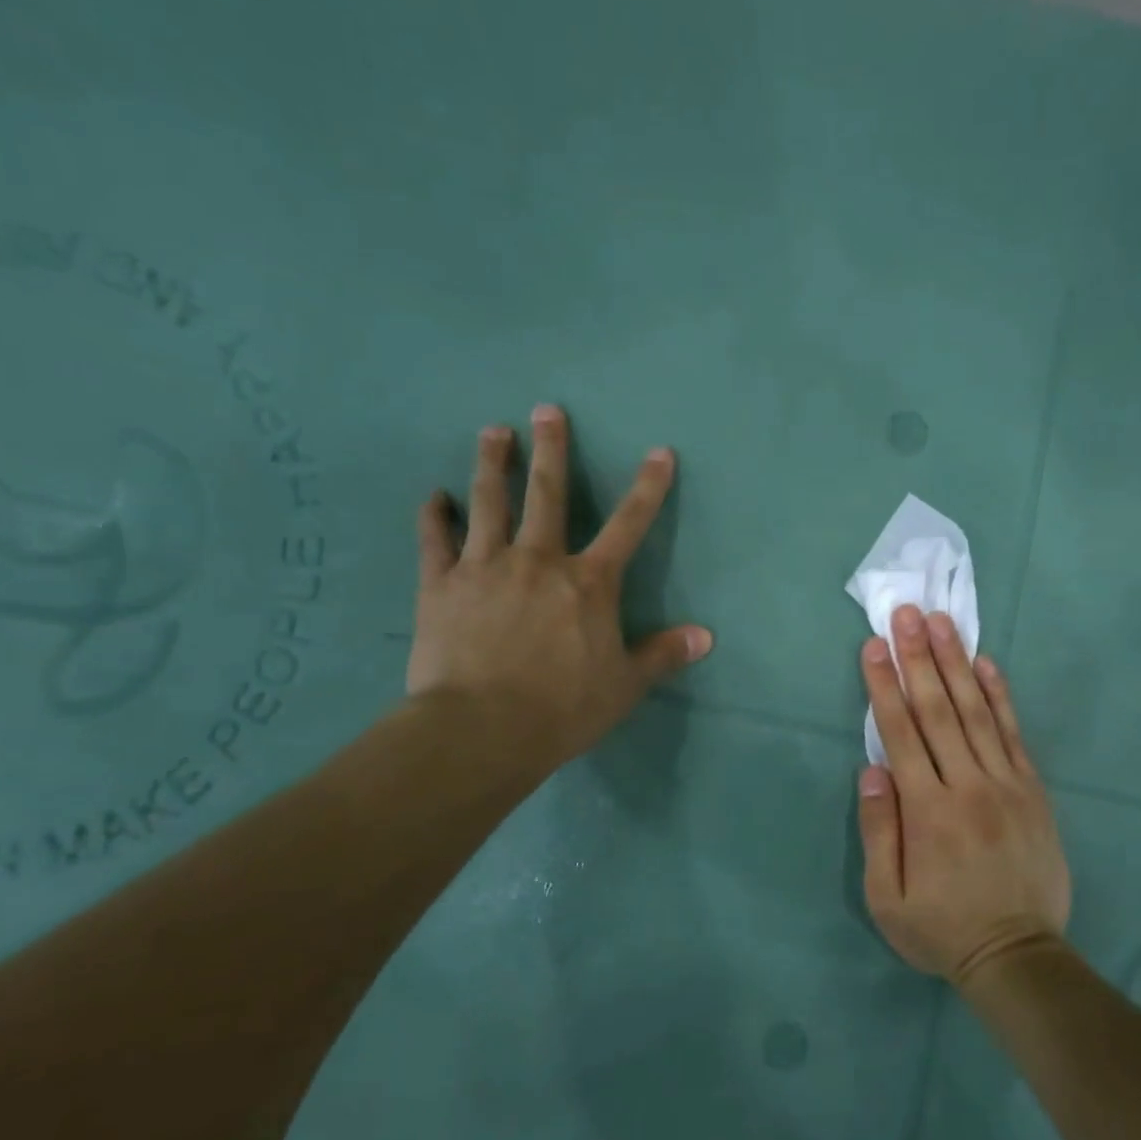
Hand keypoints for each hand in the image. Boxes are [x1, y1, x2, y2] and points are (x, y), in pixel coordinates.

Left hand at [406, 404, 711, 778]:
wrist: (482, 729)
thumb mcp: (625, 685)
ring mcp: (485, 567)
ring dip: (493, 464)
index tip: (659, 452)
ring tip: (493, 432)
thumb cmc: (563, 708)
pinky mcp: (441, 586)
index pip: (628, 525)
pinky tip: (434, 497)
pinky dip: (434, 516)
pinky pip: (435, 541)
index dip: (648, 488)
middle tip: (546, 410)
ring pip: (489, 503)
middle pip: (547, 494)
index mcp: (588, 583)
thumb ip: (663, 654)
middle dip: (551, 450)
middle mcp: (538, 560)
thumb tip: (706, 637)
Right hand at [856, 605, 1071, 984]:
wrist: (1018, 956)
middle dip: (918, 658)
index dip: (885, 686)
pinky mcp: (1032, 790)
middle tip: (907, 614)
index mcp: (926, 811)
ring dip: (956, 663)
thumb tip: (872, 770)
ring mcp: (1005, 784)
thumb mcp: (887, 898)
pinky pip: (1014, 733)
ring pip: (976, 712)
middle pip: (938, 710)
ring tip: (942, 623)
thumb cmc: (942, 929)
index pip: (900, 734)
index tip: (874, 646)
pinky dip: (999, 696)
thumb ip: (878, 832)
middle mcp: (967, 785)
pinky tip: (986, 664)